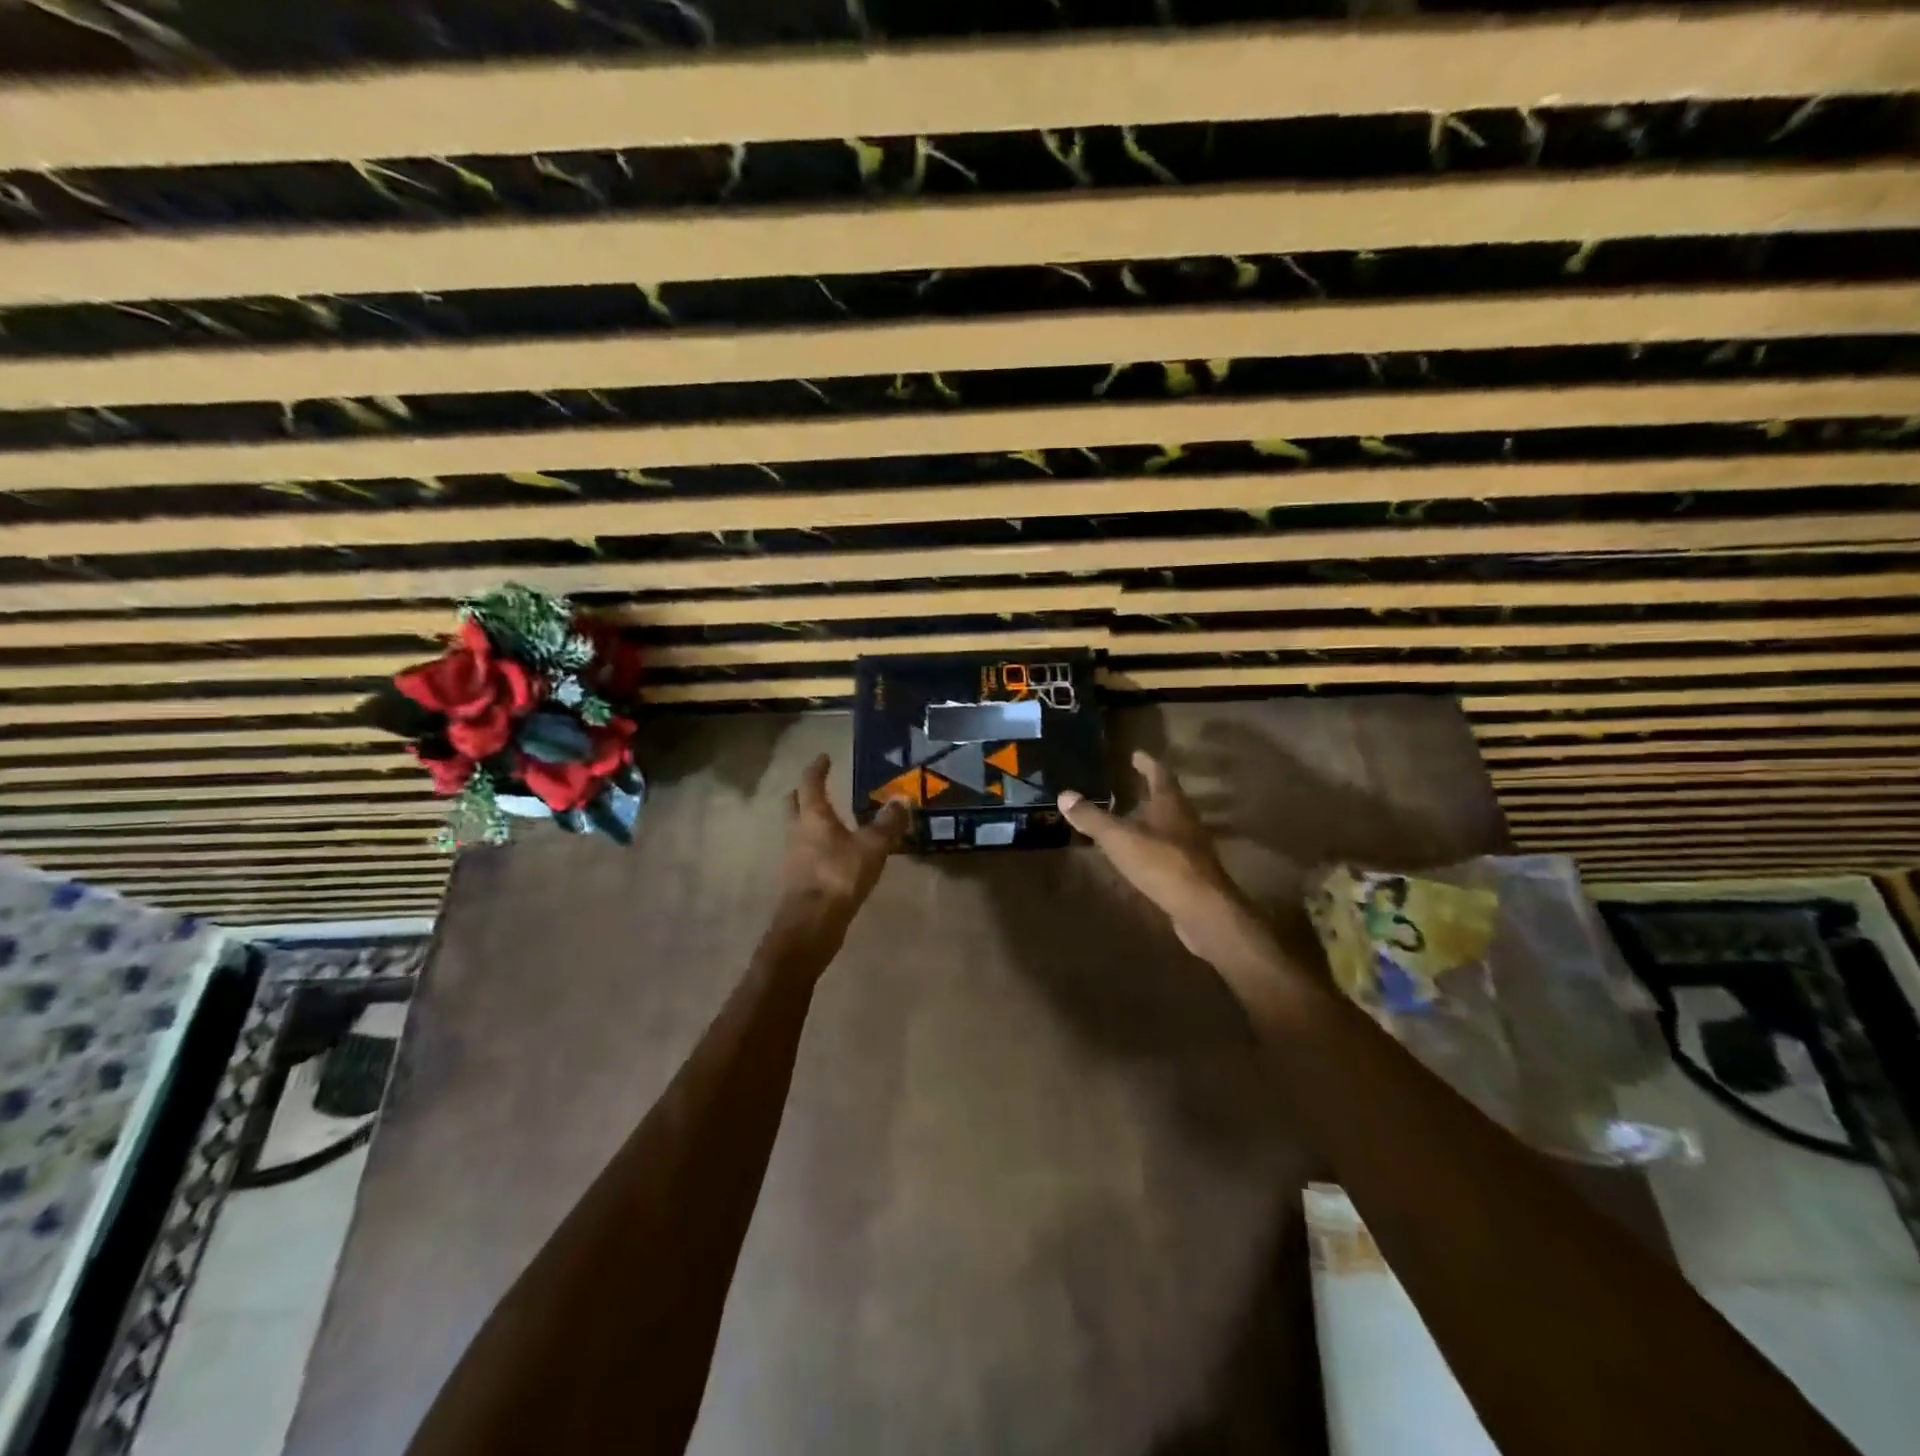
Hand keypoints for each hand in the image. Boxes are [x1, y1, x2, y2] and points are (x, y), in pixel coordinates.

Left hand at [771, 754, 907, 944]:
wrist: (810, 925)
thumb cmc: (839, 876)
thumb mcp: (872, 847)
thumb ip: (888, 824)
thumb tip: (902, 799)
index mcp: (813, 817)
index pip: (811, 784)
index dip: (817, 769)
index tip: (824, 758)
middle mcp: (796, 832)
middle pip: (793, 805)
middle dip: (802, 794)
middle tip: (816, 788)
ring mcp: (792, 858)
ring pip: (796, 831)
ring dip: (807, 823)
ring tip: (829, 823)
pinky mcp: (795, 881)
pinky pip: (803, 854)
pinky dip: (814, 848)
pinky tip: (830, 855)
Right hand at [1058, 750, 1271, 969]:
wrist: (1202, 908)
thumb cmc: (1161, 863)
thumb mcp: (1118, 838)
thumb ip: (1092, 818)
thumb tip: (1064, 795)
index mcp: (1170, 803)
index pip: (1159, 773)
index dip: (1147, 762)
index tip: (1136, 754)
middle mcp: (1185, 818)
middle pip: (1169, 796)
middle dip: (1152, 788)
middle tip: (1133, 782)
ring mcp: (1192, 845)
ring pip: (1172, 822)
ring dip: (1154, 816)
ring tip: (1134, 816)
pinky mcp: (1192, 869)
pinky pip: (1171, 847)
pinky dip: (1155, 843)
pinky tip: (1142, 853)